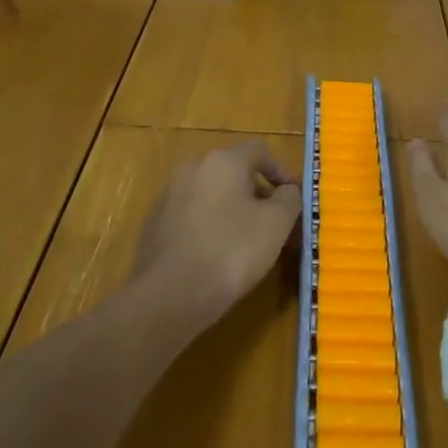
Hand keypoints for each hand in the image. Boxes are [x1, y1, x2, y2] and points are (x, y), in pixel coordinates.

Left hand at [134, 142, 300, 325]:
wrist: (169, 296)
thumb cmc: (231, 250)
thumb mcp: (277, 223)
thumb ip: (289, 198)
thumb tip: (287, 191)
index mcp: (223, 160)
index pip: (259, 150)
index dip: (281, 170)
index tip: (293, 197)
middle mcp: (192, 168)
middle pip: (233, 171)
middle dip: (256, 192)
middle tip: (273, 220)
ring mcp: (169, 196)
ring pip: (210, 194)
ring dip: (231, 209)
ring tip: (246, 240)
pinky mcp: (154, 225)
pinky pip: (191, 216)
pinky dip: (208, 226)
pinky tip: (216, 255)